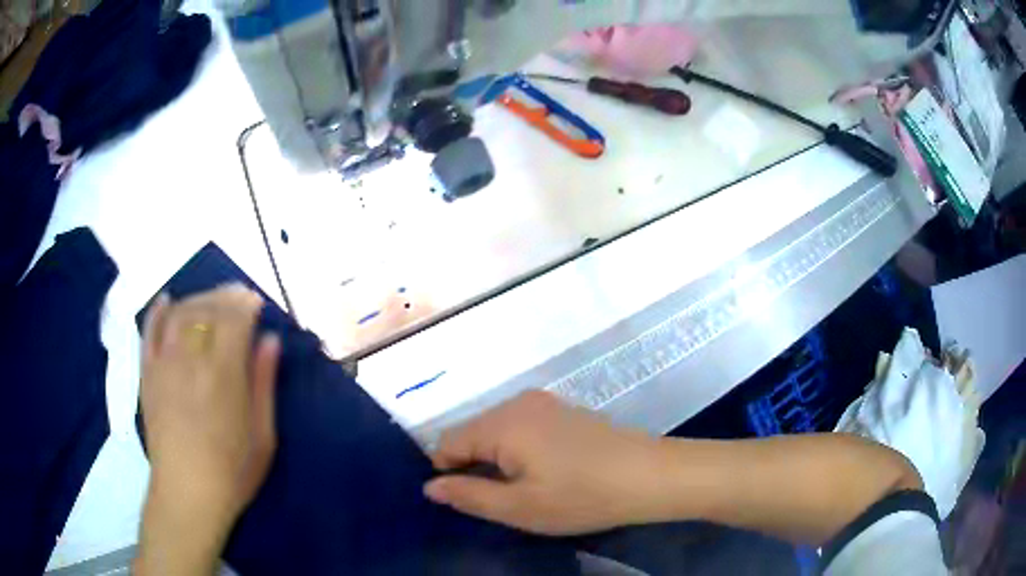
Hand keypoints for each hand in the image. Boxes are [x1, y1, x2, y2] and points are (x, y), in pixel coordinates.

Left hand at [137, 285, 279, 572]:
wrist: (187, 494)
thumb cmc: (233, 471)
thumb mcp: (263, 435)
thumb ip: (264, 383)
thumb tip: (270, 340)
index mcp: (223, 374)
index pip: (233, 319)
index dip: (246, 304)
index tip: (256, 302)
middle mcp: (190, 359)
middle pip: (207, 309)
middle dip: (225, 296)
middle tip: (239, 296)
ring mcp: (163, 363)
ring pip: (180, 313)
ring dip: (198, 299)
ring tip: (212, 300)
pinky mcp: (147, 373)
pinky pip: (149, 331)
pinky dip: (158, 311)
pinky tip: (167, 300)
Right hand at [424, 391, 666, 535]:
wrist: (649, 475)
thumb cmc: (580, 496)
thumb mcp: (519, 507)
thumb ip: (468, 495)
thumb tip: (430, 486)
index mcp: (502, 422)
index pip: (448, 442)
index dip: (447, 473)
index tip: (467, 501)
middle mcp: (518, 402)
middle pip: (472, 433)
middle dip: (473, 466)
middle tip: (497, 501)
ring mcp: (544, 403)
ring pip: (497, 430)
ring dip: (496, 459)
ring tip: (521, 490)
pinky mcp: (564, 410)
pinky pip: (522, 427)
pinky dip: (519, 450)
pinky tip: (544, 473)